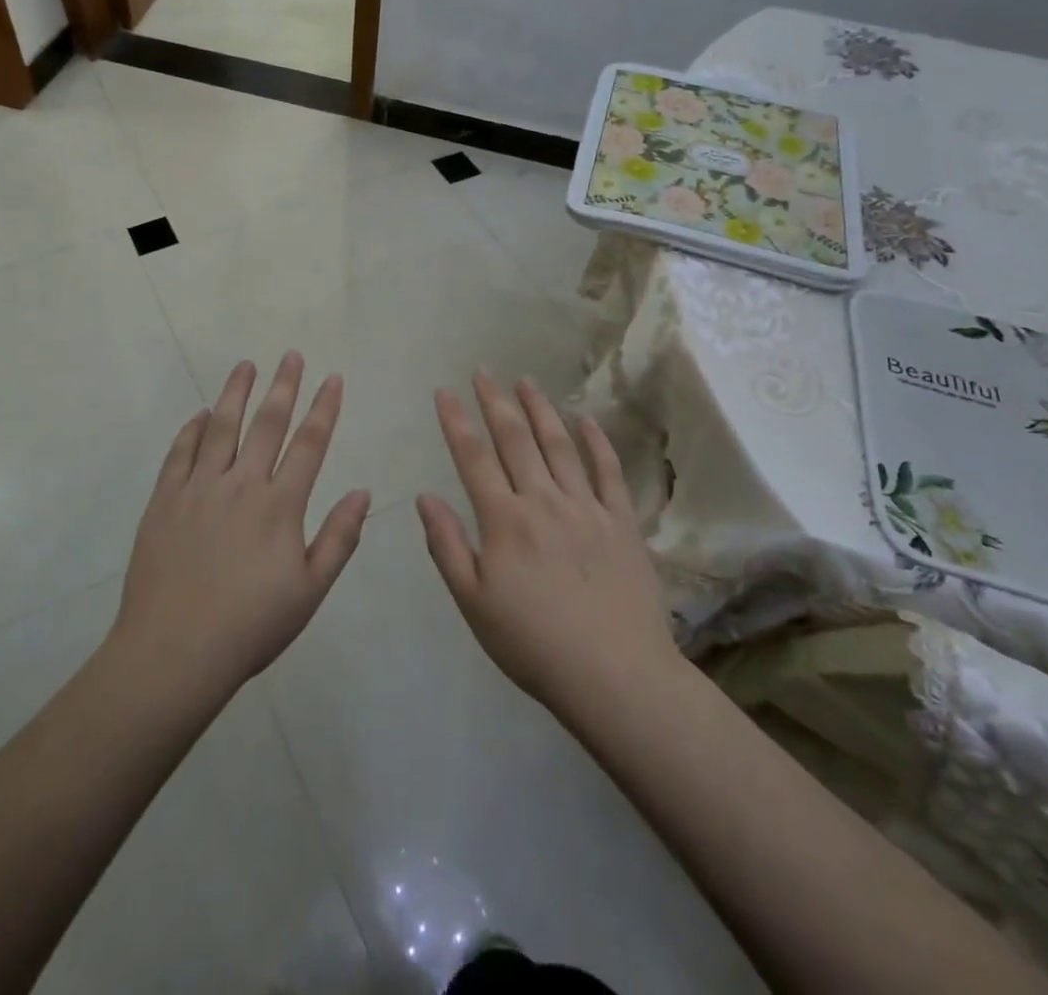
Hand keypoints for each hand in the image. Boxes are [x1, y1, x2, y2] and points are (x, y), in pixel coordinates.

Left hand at [111, 353, 370, 702]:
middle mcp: (241, 484)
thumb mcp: (310, 590)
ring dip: (236, 393)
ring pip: (221, 427)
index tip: (332, 378)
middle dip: (283, 386)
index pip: (309, 444)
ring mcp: (198, 489)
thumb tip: (363, 492)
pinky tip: (200, 415)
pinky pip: (179, 454)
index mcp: (279, 505)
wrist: (174, 652)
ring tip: (246, 365)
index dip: (323, 408)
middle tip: (291, 354)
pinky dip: (192, 430)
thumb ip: (339, 537)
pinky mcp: (164, 501)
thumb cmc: (251, 625)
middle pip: (266, 424)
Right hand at [417, 372, 682, 727]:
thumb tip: (425, 497)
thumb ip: (447, 546)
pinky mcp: (622, 522)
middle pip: (516, 440)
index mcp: (504, 520)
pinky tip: (586, 419)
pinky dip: (596, 442)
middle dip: (495, 402)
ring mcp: (586, 508)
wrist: (616, 676)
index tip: (445, 392)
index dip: (456, 422)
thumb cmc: (533, 644)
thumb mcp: (473, 603)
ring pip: (559, 445)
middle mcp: (543, 501)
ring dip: (540, 409)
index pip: (474, 458)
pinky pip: (608, 472)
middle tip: (483, 371)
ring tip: (526, 380)